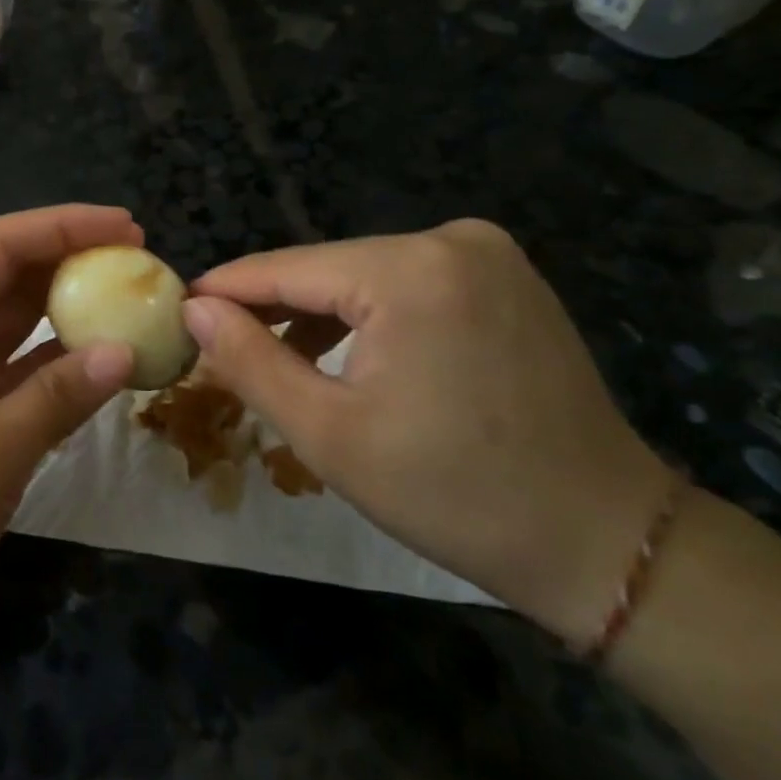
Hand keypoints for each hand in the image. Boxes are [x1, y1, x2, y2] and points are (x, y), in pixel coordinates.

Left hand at [0, 206, 137, 646]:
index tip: (128, 227)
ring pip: (19, 316)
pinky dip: (62, 357)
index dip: (63, 226)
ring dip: (72, 306)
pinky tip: (106, 356)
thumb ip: (57, 399)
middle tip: (142, 261)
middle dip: (73, 259)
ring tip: (133, 298)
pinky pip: (22, 362)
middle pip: (10, 272)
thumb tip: (126, 352)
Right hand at [185, 220, 673, 646]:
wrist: (603, 539)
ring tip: (275, 359)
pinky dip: (368, 316)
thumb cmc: (453, 493)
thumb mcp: (328, 434)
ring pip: (365, 276)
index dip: (226, 290)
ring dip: (318, 314)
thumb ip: (250, 360)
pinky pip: (408, 284)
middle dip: (273, 308)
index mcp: (410, 270)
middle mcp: (452, 240)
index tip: (178, 310)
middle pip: (327, 269)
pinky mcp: (505, 277)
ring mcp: (487, 254)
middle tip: (221, 349)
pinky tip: (344, 355)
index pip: (287, 267)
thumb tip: (195, 308)